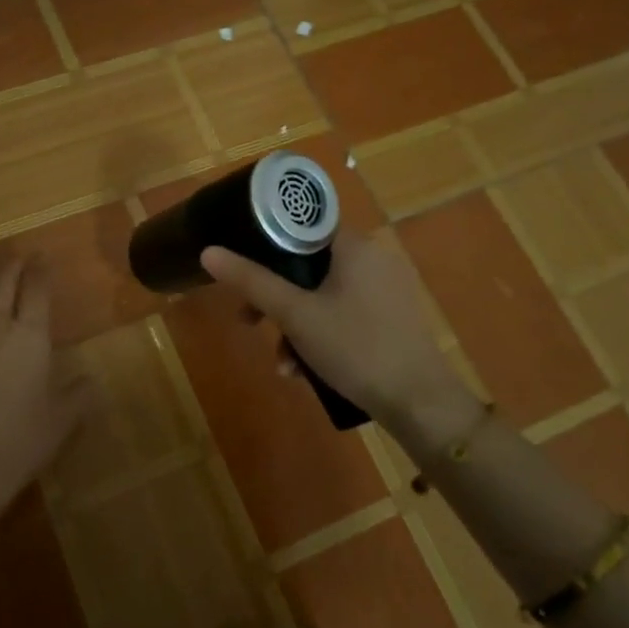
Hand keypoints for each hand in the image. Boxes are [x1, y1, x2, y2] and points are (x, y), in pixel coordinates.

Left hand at [0, 259, 90, 531]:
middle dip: (13, 266)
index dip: (41, 271)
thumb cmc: (20, 443)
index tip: (44, 254)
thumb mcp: (62, 422)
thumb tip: (91, 380)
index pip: (37, 293)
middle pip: (3, 287)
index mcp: (30, 339)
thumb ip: (79, 395)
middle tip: (20, 254)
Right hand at [199, 233, 481, 453]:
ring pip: (322, 294)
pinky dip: (320, 334)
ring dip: (294, 325)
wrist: (420, 403)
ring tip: (284, 364)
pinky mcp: (390, 316)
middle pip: (307, 264)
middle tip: (250, 322)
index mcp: (354, 245)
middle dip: (275, 299)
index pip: (302, 224)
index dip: (267, 242)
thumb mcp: (294, 315)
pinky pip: (342, 312)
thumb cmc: (355, 347)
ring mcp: (385, 288)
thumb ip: (251, 281)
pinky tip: (306, 370)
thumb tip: (208, 251)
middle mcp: (373, 258)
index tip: (243, 267)